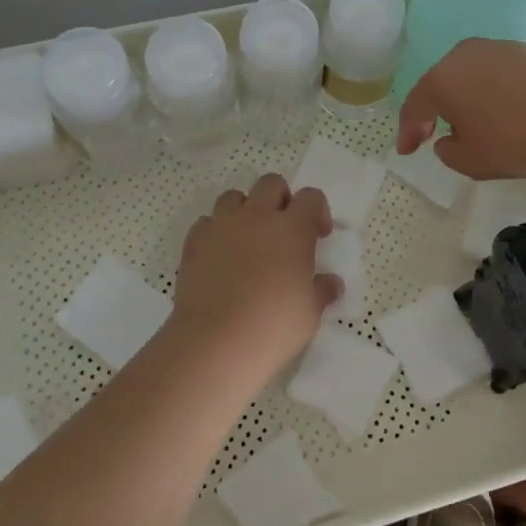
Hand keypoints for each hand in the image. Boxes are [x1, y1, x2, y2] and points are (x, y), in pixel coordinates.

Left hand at [172, 174, 339, 369]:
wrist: (216, 341)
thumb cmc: (274, 326)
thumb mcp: (310, 313)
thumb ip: (322, 290)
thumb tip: (331, 283)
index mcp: (292, 228)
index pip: (311, 197)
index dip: (317, 211)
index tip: (318, 236)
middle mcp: (257, 216)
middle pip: (271, 184)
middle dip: (280, 199)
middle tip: (282, 231)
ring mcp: (222, 225)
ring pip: (234, 197)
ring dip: (245, 211)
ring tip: (248, 240)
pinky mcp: (195, 241)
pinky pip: (207, 222)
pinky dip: (216, 232)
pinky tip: (220, 257)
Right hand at [396, 38, 525, 179]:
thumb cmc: (515, 139)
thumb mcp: (471, 161)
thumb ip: (448, 152)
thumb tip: (447, 139)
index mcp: (441, 79)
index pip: (414, 106)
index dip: (407, 132)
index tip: (406, 151)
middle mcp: (463, 55)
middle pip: (439, 84)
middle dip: (434, 109)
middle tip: (432, 133)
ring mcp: (496, 48)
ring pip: (467, 75)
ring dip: (463, 98)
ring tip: (470, 123)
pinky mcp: (524, 51)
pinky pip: (493, 74)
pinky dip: (488, 92)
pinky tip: (499, 110)